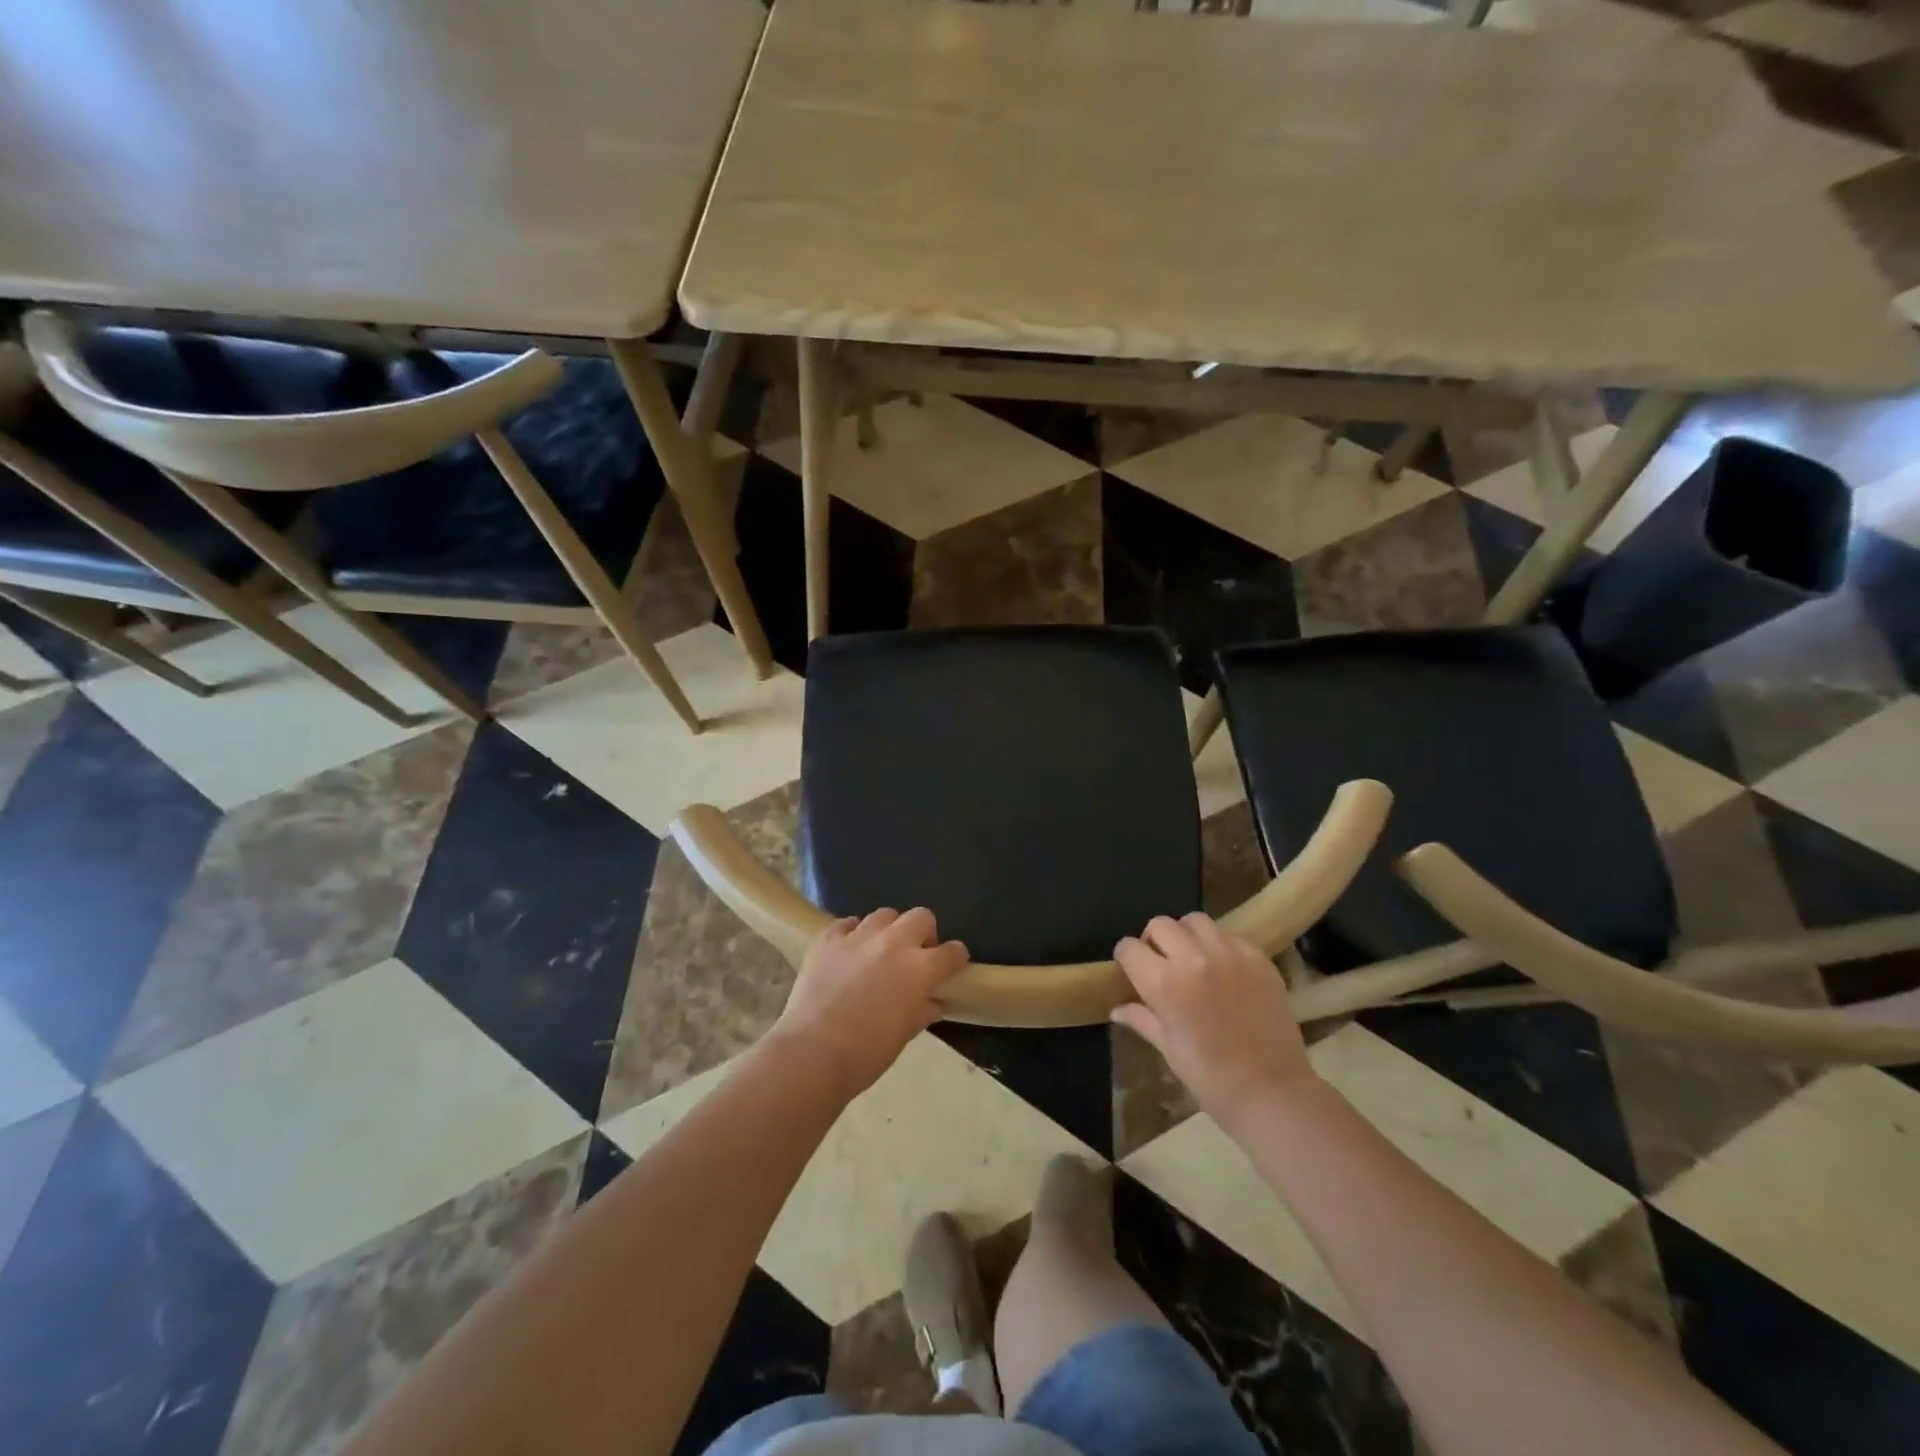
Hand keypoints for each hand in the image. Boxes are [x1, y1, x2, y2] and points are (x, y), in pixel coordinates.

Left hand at [769, 908, 968, 1098]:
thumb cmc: (867, 1053)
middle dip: (924, 933)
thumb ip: (922, 1010)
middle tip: (915, 955)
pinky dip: (852, 933)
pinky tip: (849, 951)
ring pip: (884, 915)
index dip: (955, 957)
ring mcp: (858, 936)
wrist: (812, 1053)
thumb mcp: (904, 1034)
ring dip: (888, 930)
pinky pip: (846, 924)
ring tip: (880, 951)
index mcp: (920, 968)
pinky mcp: (828, 939)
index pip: (951, 952)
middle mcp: (893, 942)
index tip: (953, 965)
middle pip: (921, 916)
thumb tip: (932, 1001)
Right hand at [1113, 913, 1317, 1127]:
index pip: (1129, 948)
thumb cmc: (1212, 1079)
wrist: (1274, 1094)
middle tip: (1162, 964)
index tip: (1132, 971)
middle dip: (1153, 941)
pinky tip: (1223, 969)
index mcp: (1165, 984)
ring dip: (1186, 935)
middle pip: (1160, 925)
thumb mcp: (1169, 1049)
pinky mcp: (1258, 958)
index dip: (1126, 958)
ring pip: (1195, 921)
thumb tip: (1117, 1009)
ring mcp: (1230, 955)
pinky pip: (1229, 935)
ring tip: (1193, 959)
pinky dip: (1219, 945)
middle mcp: (1194, 959)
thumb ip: (1142, 1019)